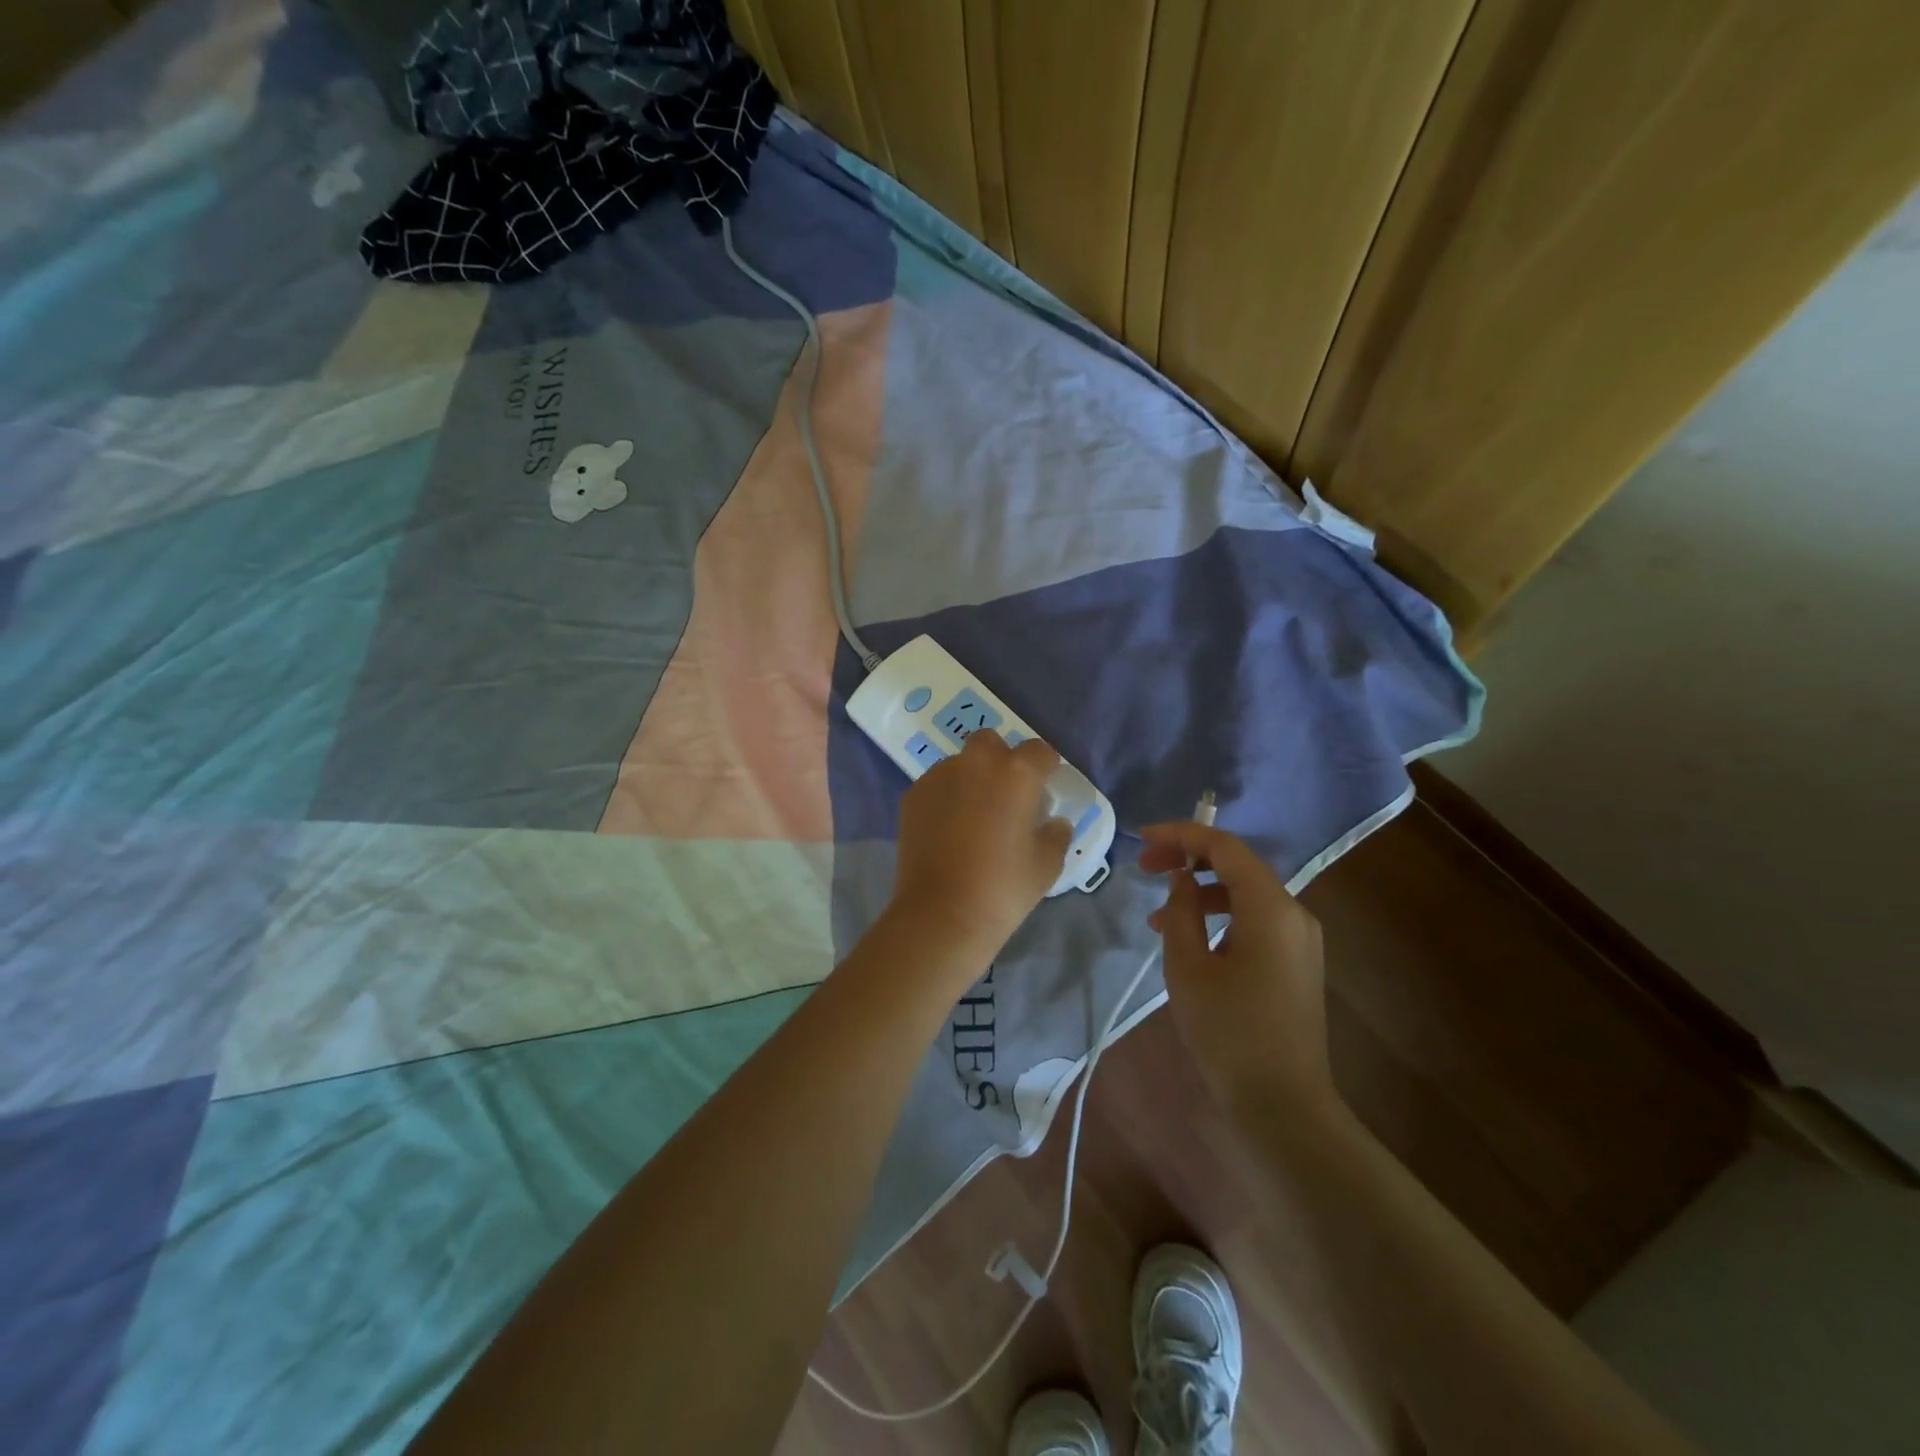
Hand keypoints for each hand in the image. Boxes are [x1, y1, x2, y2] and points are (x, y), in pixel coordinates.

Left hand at [889, 731, 1072, 967]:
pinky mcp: (913, 796)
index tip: (1046, 783)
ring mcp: (938, 777)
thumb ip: (1056, 835)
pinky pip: (936, 785)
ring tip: (974, 814)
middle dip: (1001, 759)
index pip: (1038, 750)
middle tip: (1007, 793)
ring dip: (971, 778)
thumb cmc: (1003, 887)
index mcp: (1016, 773)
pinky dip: (946, 797)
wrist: (941, 913)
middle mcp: (976, 763)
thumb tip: (1055, 822)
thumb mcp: (1046, 864)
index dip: (1046, 765)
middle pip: (991, 743)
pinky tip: (948, 829)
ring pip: (960, 764)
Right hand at [1139, 822, 1336, 1117]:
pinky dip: (1220, 916)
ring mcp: (1299, 940)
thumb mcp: (1188, 967)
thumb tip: (1182, 879)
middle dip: (1189, 859)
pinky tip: (1190, 938)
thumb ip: (1180, 911)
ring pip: (1245, 893)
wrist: (1281, 1106)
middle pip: (1237, 865)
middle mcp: (1294, 913)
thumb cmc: (1229, 1033)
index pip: (1224, 846)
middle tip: (1145, 868)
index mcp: (1270, 907)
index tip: (1142, 838)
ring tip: (1157, 914)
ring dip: (1201, 891)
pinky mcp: (1296, 963)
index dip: (1181, 834)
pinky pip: (1255, 920)